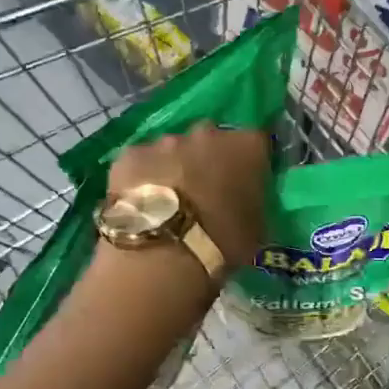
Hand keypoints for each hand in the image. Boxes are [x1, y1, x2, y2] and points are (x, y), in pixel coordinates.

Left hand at [107, 123, 270, 270]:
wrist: (162, 255)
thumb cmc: (222, 244)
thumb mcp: (258, 228)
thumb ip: (255, 202)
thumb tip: (247, 200)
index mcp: (247, 146)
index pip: (257, 142)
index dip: (251, 161)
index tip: (247, 182)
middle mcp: (207, 133)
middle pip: (212, 140)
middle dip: (210, 160)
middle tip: (206, 191)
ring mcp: (165, 141)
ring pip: (174, 150)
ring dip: (176, 167)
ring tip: (171, 202)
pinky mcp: (130, 155)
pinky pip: (143, 163)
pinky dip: (145, 177)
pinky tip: (143, 204)